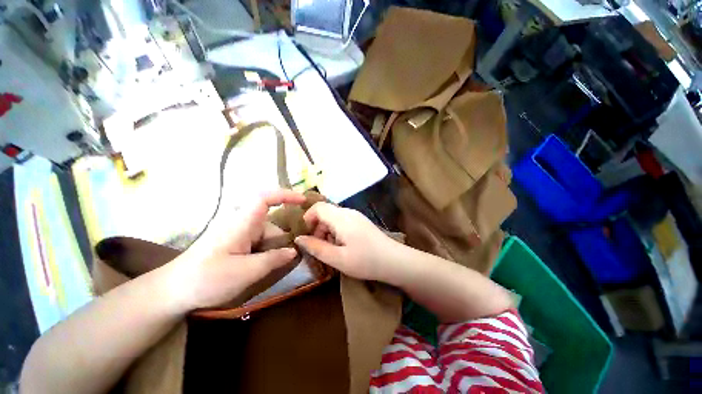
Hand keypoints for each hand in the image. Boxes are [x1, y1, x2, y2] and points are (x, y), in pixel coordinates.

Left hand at [167, 190, 305, 310]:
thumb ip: (273, 260)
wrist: (172, 292)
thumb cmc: (206, 279)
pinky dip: (265, 252)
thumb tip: (294, 251)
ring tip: (268, 269)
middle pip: (271, 223)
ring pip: (266, 235)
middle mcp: (241, 223)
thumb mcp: (245, 273)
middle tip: (287, 258)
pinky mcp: (235, 242)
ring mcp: (237, 233)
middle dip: (281, 240)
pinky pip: (258, 242)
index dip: (285, 195)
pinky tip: (260, 267)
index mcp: (241, 223)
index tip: (303, 200)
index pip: (265, 199)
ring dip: (272, 249)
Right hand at [294, 202, 400, 282]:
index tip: (305, 235)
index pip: (318, 207)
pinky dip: (336, 231)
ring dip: (326, 231)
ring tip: (330, 249)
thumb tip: (299, 238)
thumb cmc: (366, 261)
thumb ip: (316, 247)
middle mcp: (348, 212)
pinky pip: (342, 221)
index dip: (307, 218)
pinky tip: (341, 246)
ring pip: (333, 217)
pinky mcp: (361, 222)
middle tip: (318, 247)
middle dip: (317, 228)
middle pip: (325, 212)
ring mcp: (356, 216)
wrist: (394, 261)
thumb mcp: (338, 258)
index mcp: (341, 218)